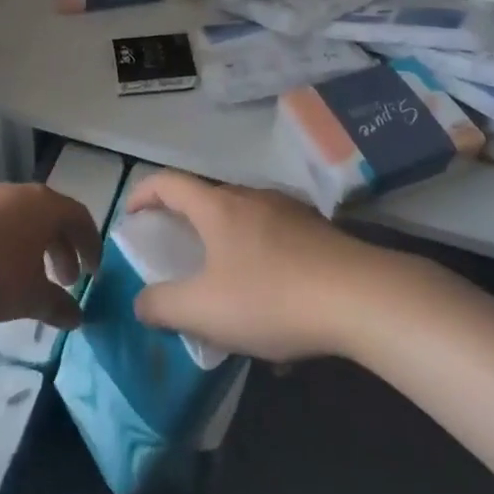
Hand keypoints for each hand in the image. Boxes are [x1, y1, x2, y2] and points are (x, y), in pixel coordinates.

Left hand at [0, 183, 102, 328]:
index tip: (94, 273)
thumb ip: (57, 306)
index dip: (92, 246)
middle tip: (66, 281)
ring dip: (36, 248)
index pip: (80, 218)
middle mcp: (20, 193)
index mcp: (45, 206)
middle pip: (53, 217)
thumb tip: (77, 317)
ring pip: (24, 220)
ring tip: (31, 279)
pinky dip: (10, 245)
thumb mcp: (29, 296)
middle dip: (63, 250)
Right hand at [125, 172, 371, 360]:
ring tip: (226, 284)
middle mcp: (251, 198)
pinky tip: (274, 303)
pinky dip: (260, 260)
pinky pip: (276, 239)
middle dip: (186, 222)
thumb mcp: (205, 311)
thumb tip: (141, 302)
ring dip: (226, 244)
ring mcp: (289, 212)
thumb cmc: (272, 298)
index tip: (131, 214)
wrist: (363, 298)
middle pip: (207, 200)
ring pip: (244, 221)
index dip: (143, 193)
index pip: (168, 183)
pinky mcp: (318, 233)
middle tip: (177, 252)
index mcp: (218, 208)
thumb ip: (162, 306)